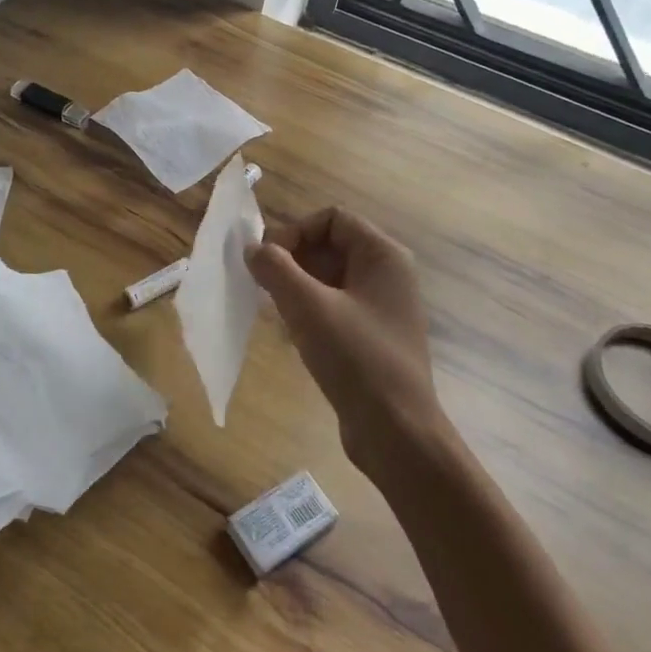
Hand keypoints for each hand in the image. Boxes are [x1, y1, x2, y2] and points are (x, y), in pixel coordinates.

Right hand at [246, 207, 440, 472]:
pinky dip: (309, 310)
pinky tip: (293, 335)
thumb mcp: (308, 308)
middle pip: (328, 245)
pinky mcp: (371, 335)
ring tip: (278, 312)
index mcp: (383, 256)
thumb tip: (253, 249)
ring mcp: (380, 306)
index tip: (269, 262)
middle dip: (292, 260)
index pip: (331, 218)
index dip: (296, 232)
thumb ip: (276, 269)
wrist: (397, 433)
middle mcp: (386, 274)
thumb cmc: (356, 359)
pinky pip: (333, 305)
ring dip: (296, 287)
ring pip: (327, 277)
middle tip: (266, 288)